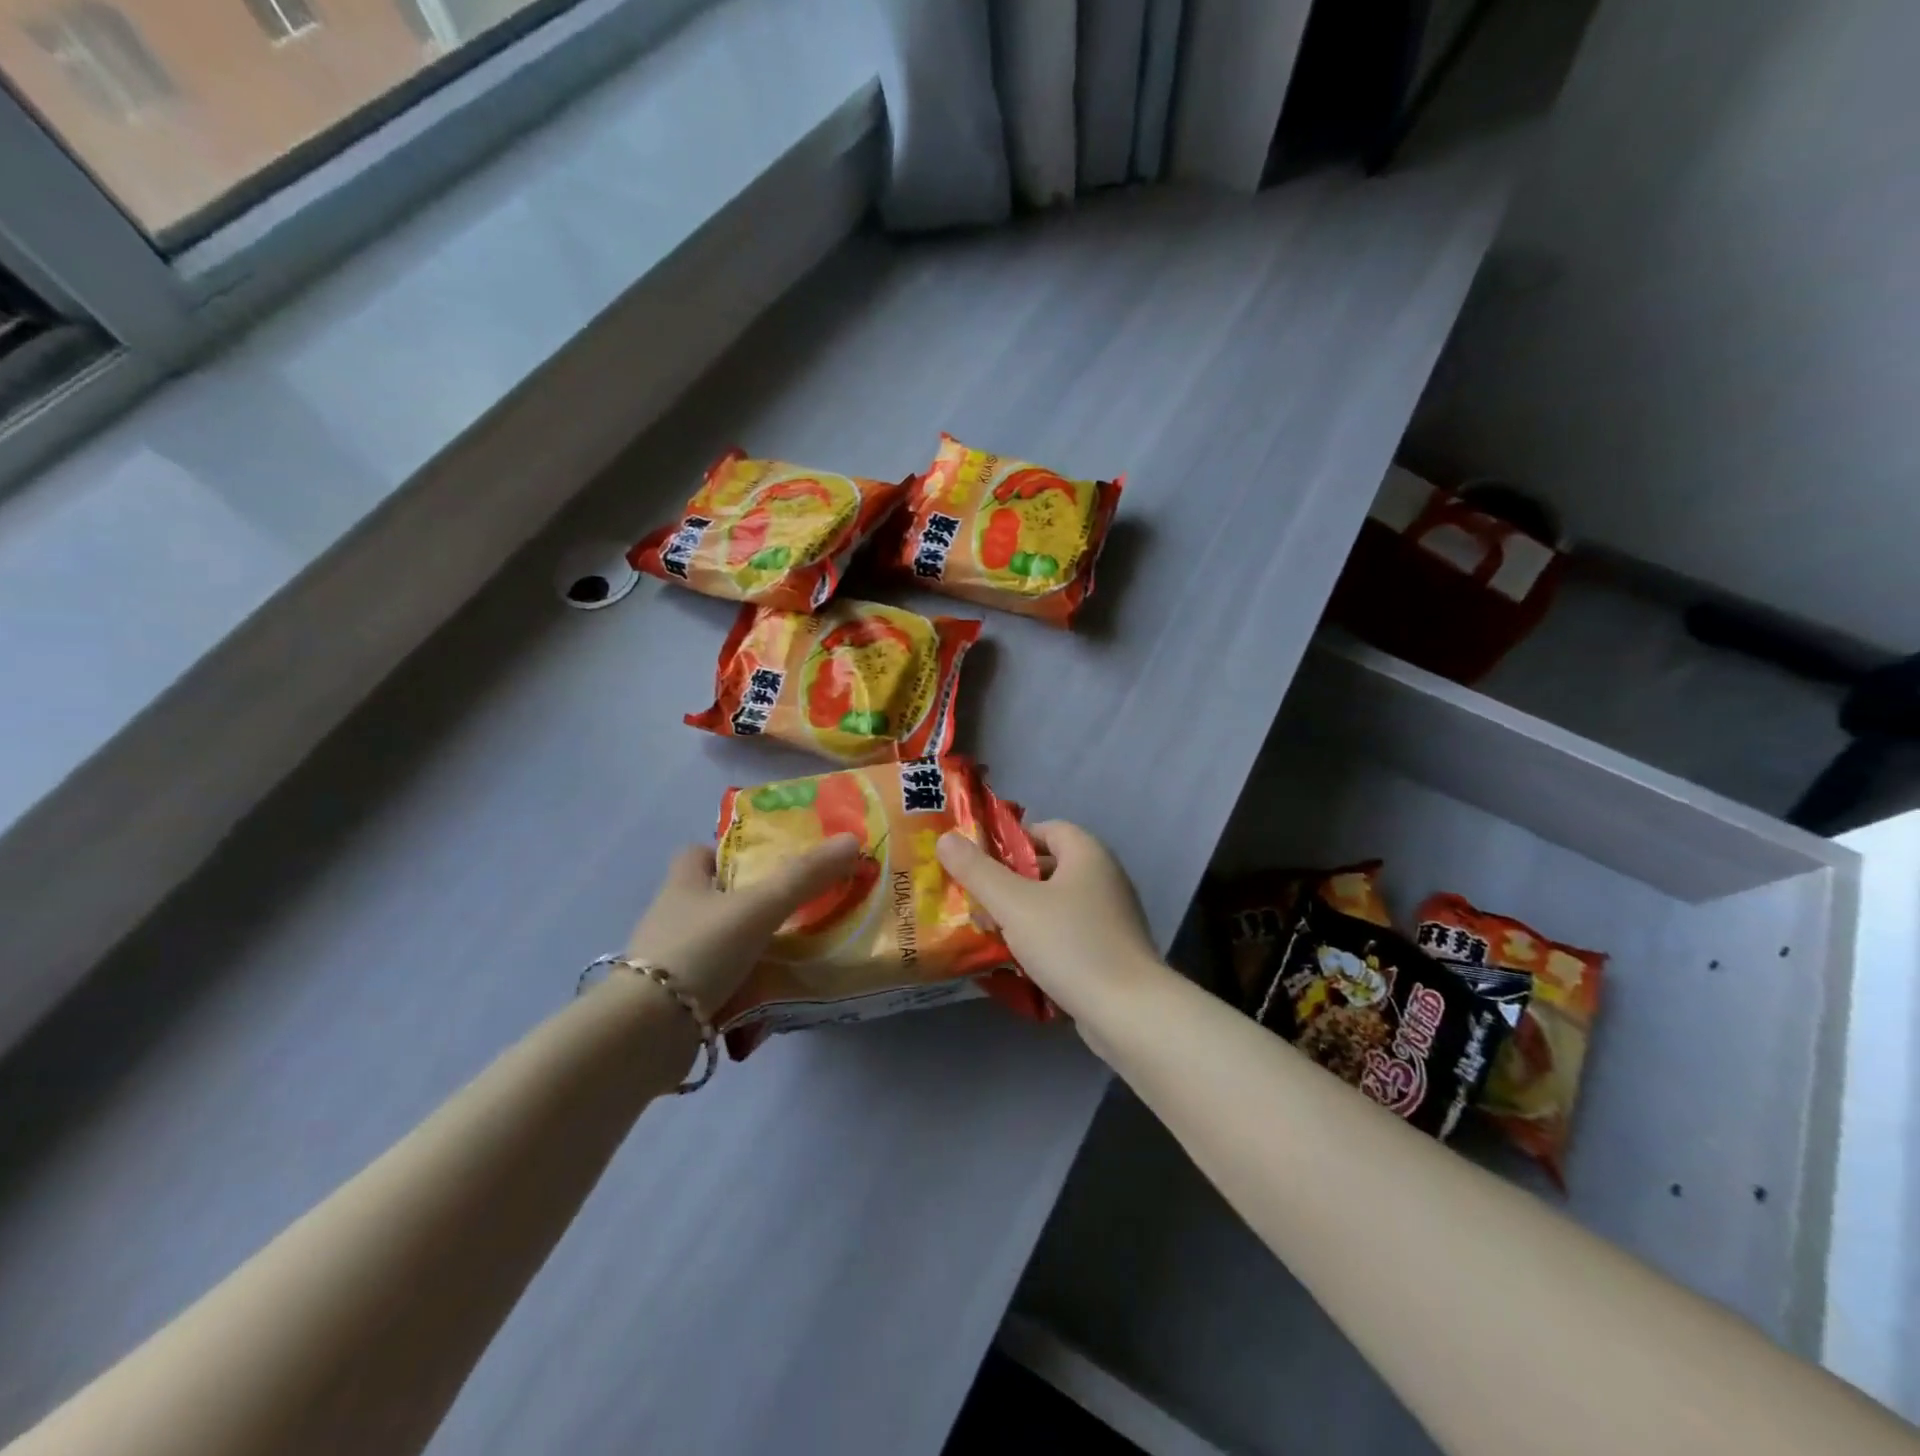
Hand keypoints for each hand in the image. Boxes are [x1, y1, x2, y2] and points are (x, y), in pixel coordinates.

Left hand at [625, 834, 861, 1018]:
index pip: (698, 853)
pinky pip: (717, 989)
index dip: (729, 852)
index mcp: (683, 885)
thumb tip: (852, 839)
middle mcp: (671, 919)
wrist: (646, 1033)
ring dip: (750, 952)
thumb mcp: (759, 906)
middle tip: (795, 910)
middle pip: (713, 900)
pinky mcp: (674, 1004)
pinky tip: (770, 1003)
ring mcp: (670, 964)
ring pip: (719, 947)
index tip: (767, 862)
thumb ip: (804, 876)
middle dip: (750, 905)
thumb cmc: (700, 950)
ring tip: (794, 959)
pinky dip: (741, 993)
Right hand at [936, 821, 1163, 1026]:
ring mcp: (1111, 916)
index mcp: (1087, 853)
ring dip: (1023, 915)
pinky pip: (1068, 933)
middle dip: (1010, 881)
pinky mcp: (1111, 950)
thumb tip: (946, 838)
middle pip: (1049, 867)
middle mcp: (1104, 877)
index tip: (979, 861)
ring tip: (988, 932)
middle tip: (975, 899)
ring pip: (1056, 903)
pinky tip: (1018, 962)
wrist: (1129, 1012)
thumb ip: (978, 871)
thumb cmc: (1070, 944)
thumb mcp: (1014, 904)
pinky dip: (1043, 940)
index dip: (1011, 840)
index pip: (1046, 828)